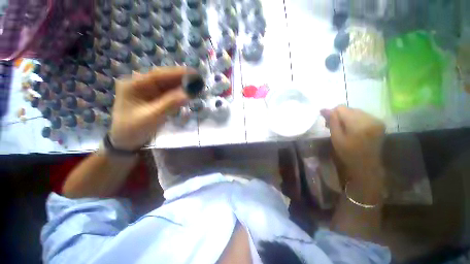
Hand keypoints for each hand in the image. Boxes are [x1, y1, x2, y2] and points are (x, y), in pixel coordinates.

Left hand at [109, 67, 188, 150]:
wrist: (126, 141)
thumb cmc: (133, 129)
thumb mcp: (151, 117)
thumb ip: (169, 104)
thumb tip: (188, 94)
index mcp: (133, 85)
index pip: (158, 75)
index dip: (177, 73)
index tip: (193, 73)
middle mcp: (141, 84)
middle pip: (164, 78)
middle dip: (182, 79)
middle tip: (198, 80)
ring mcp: (148, 92)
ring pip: (168, 86)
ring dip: (182, 86)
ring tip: (196, 87)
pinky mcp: (154, 99)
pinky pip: (169, 94)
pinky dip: (179, 94)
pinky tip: (188, 94)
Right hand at [321, 106, 384, 181]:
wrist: (367, 165)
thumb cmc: (348, 153)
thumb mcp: (336, 138)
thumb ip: (332, 122)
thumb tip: (324, 109)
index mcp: (358, 124)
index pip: (341, 108)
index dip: (332, 113)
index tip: (327, 121)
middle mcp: (370, 118)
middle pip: (349, 109)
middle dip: (340, 115)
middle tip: (334, 126)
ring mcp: (376, 120)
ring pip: (356, 111)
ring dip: (347, 117)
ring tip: (343, 127)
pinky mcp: (379, 122)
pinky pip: (363, 115)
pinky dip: (355, 119)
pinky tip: (353, 128)